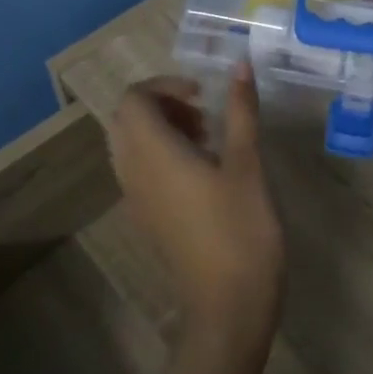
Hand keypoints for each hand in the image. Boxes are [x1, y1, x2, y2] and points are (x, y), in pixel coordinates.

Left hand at [107, 66, 283, 357]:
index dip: (164, 86)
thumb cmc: (240, 230)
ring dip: (161, 129)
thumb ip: (240, 111)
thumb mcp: (247, 164)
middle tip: (202, 113)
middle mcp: (134, 172)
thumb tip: (239, 66)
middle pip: (125, 120)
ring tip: (207, 138)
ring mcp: (136, 199)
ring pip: (130, 146)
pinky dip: (160, 155)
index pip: (133, 100)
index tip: (202, 95)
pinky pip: (138, 171)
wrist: (227, 307)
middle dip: (160, 105)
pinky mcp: (147, 218)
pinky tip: (203, 169)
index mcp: (153, 153)